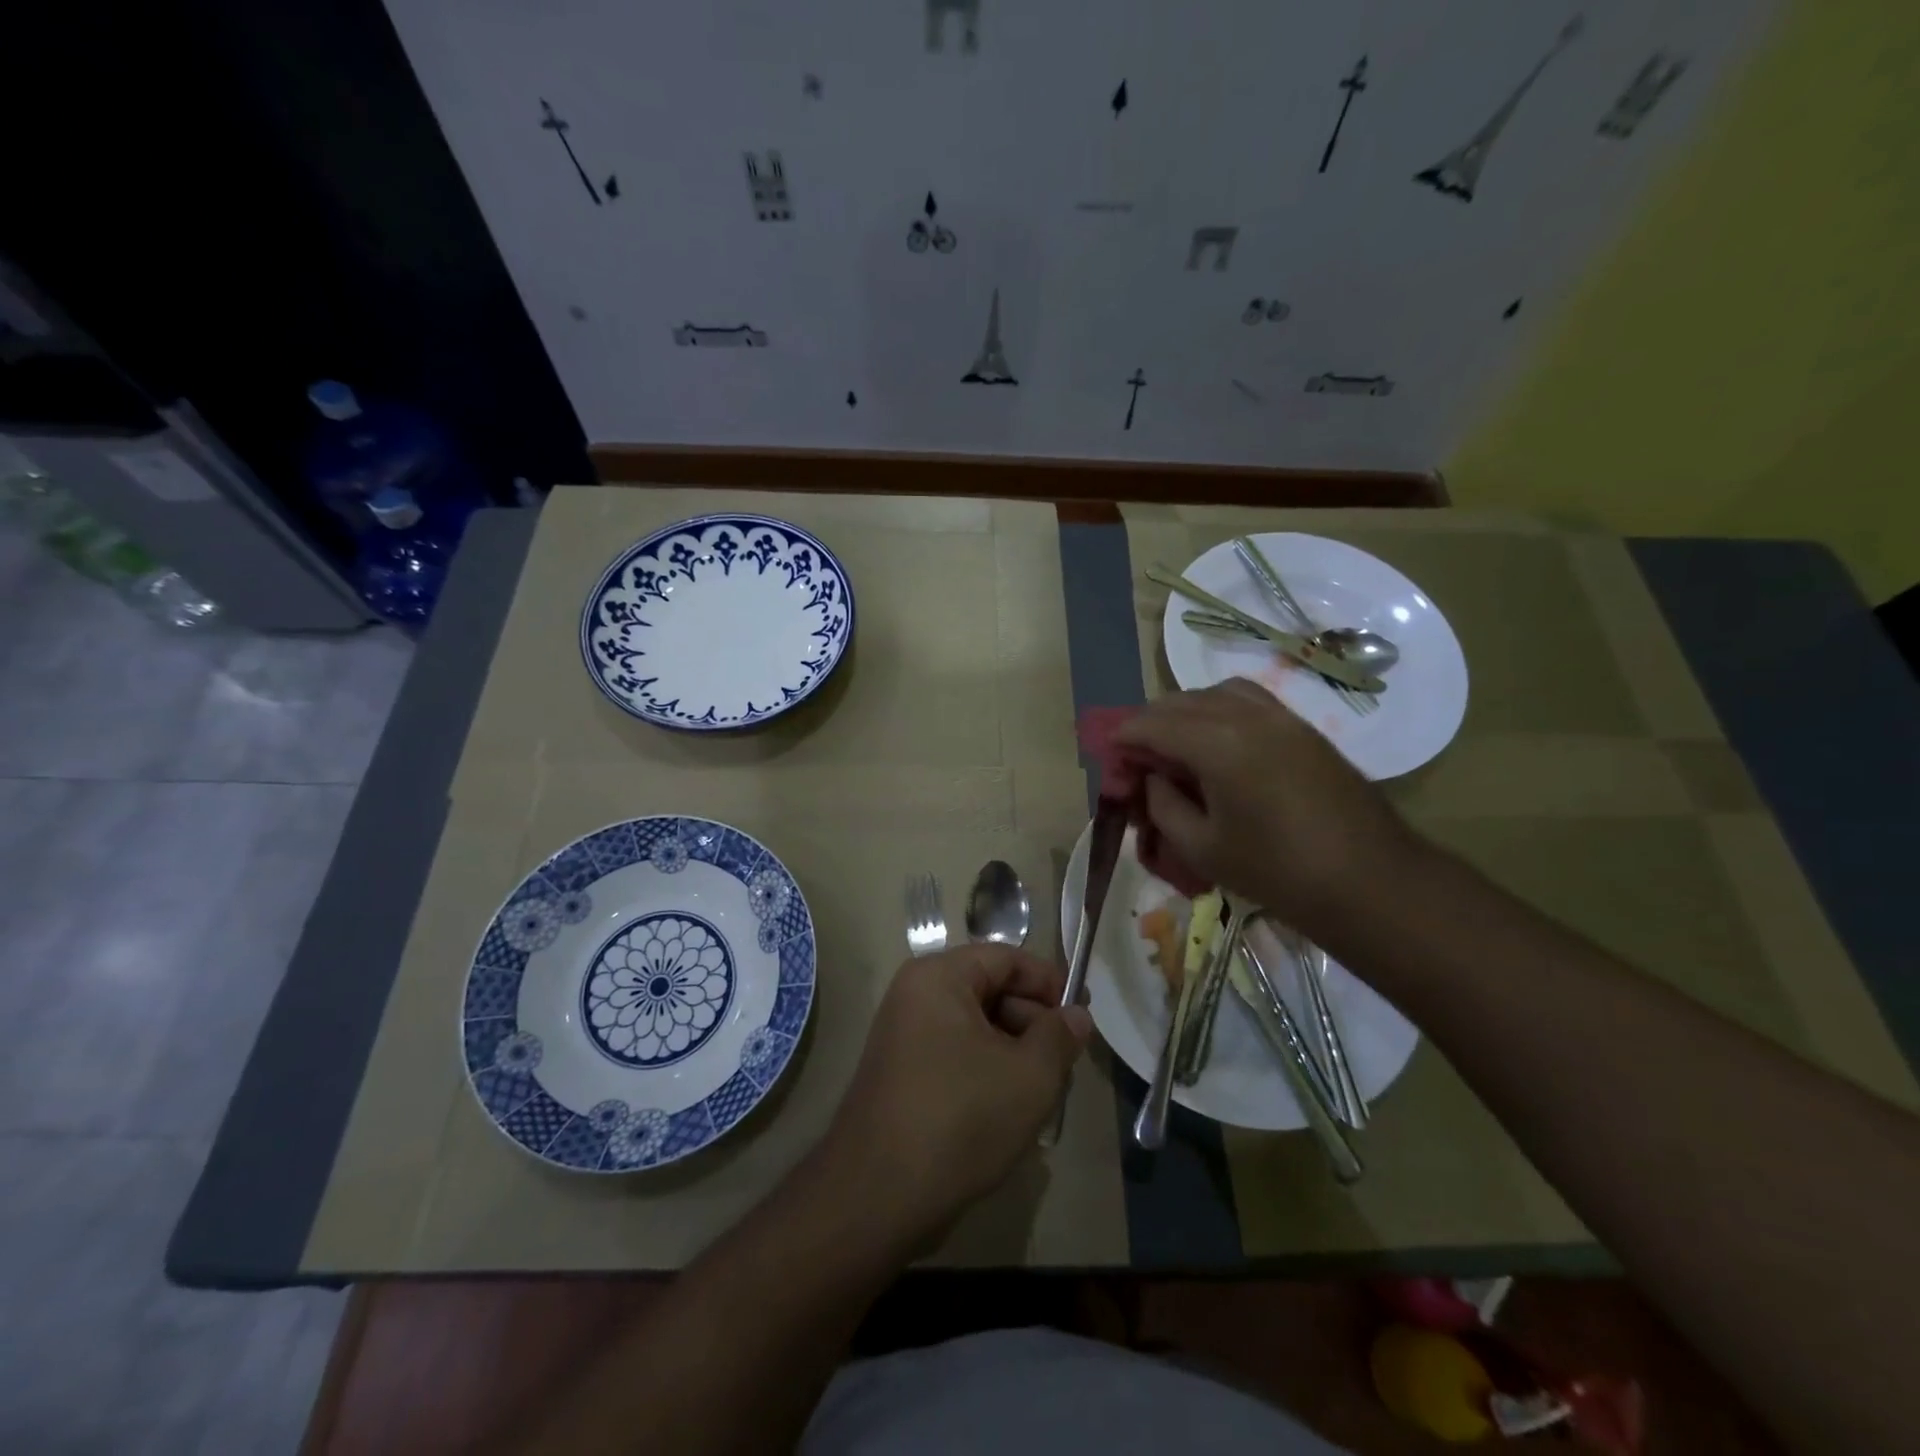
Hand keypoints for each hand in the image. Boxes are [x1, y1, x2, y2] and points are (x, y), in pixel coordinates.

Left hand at [821, 944, 1091, 1242]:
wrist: (877, 1197)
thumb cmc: (960, 1119)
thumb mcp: (1029, 1076)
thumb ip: (1059, 1037)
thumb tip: (1076, 1015)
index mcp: (939, 977)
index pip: (1006, 958)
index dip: (1048, 982)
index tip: (1081, 1016)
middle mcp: (915, 995)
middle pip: (990, 990)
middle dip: (1033, 1023)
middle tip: (1065, 1064)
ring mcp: (903, 1035)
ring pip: (975, 1027)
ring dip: (1013, 1052)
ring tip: (1042, 1094)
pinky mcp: (901, 1073)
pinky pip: (955, 1054)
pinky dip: (986, 1072)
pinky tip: (1008, 1111)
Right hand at [1113, 678, 1423, 933]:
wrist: (1369, 880)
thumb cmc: (1277, 871)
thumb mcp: (1202, 847)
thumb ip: (1163, 806)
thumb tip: (1153, 779)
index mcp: (1217, 744)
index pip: (1153, 724)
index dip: (1123, 736)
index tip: (1106, 753)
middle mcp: (1246, 716)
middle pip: (1181, 702)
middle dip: (1150, 722)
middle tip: (1135, 755)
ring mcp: (1281, 717)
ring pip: (1217, 693)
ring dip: (1185, 710)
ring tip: (1174, 743)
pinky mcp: (1303, 728)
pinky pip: (1249, 701)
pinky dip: (1220, 709)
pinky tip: (1217, 741)